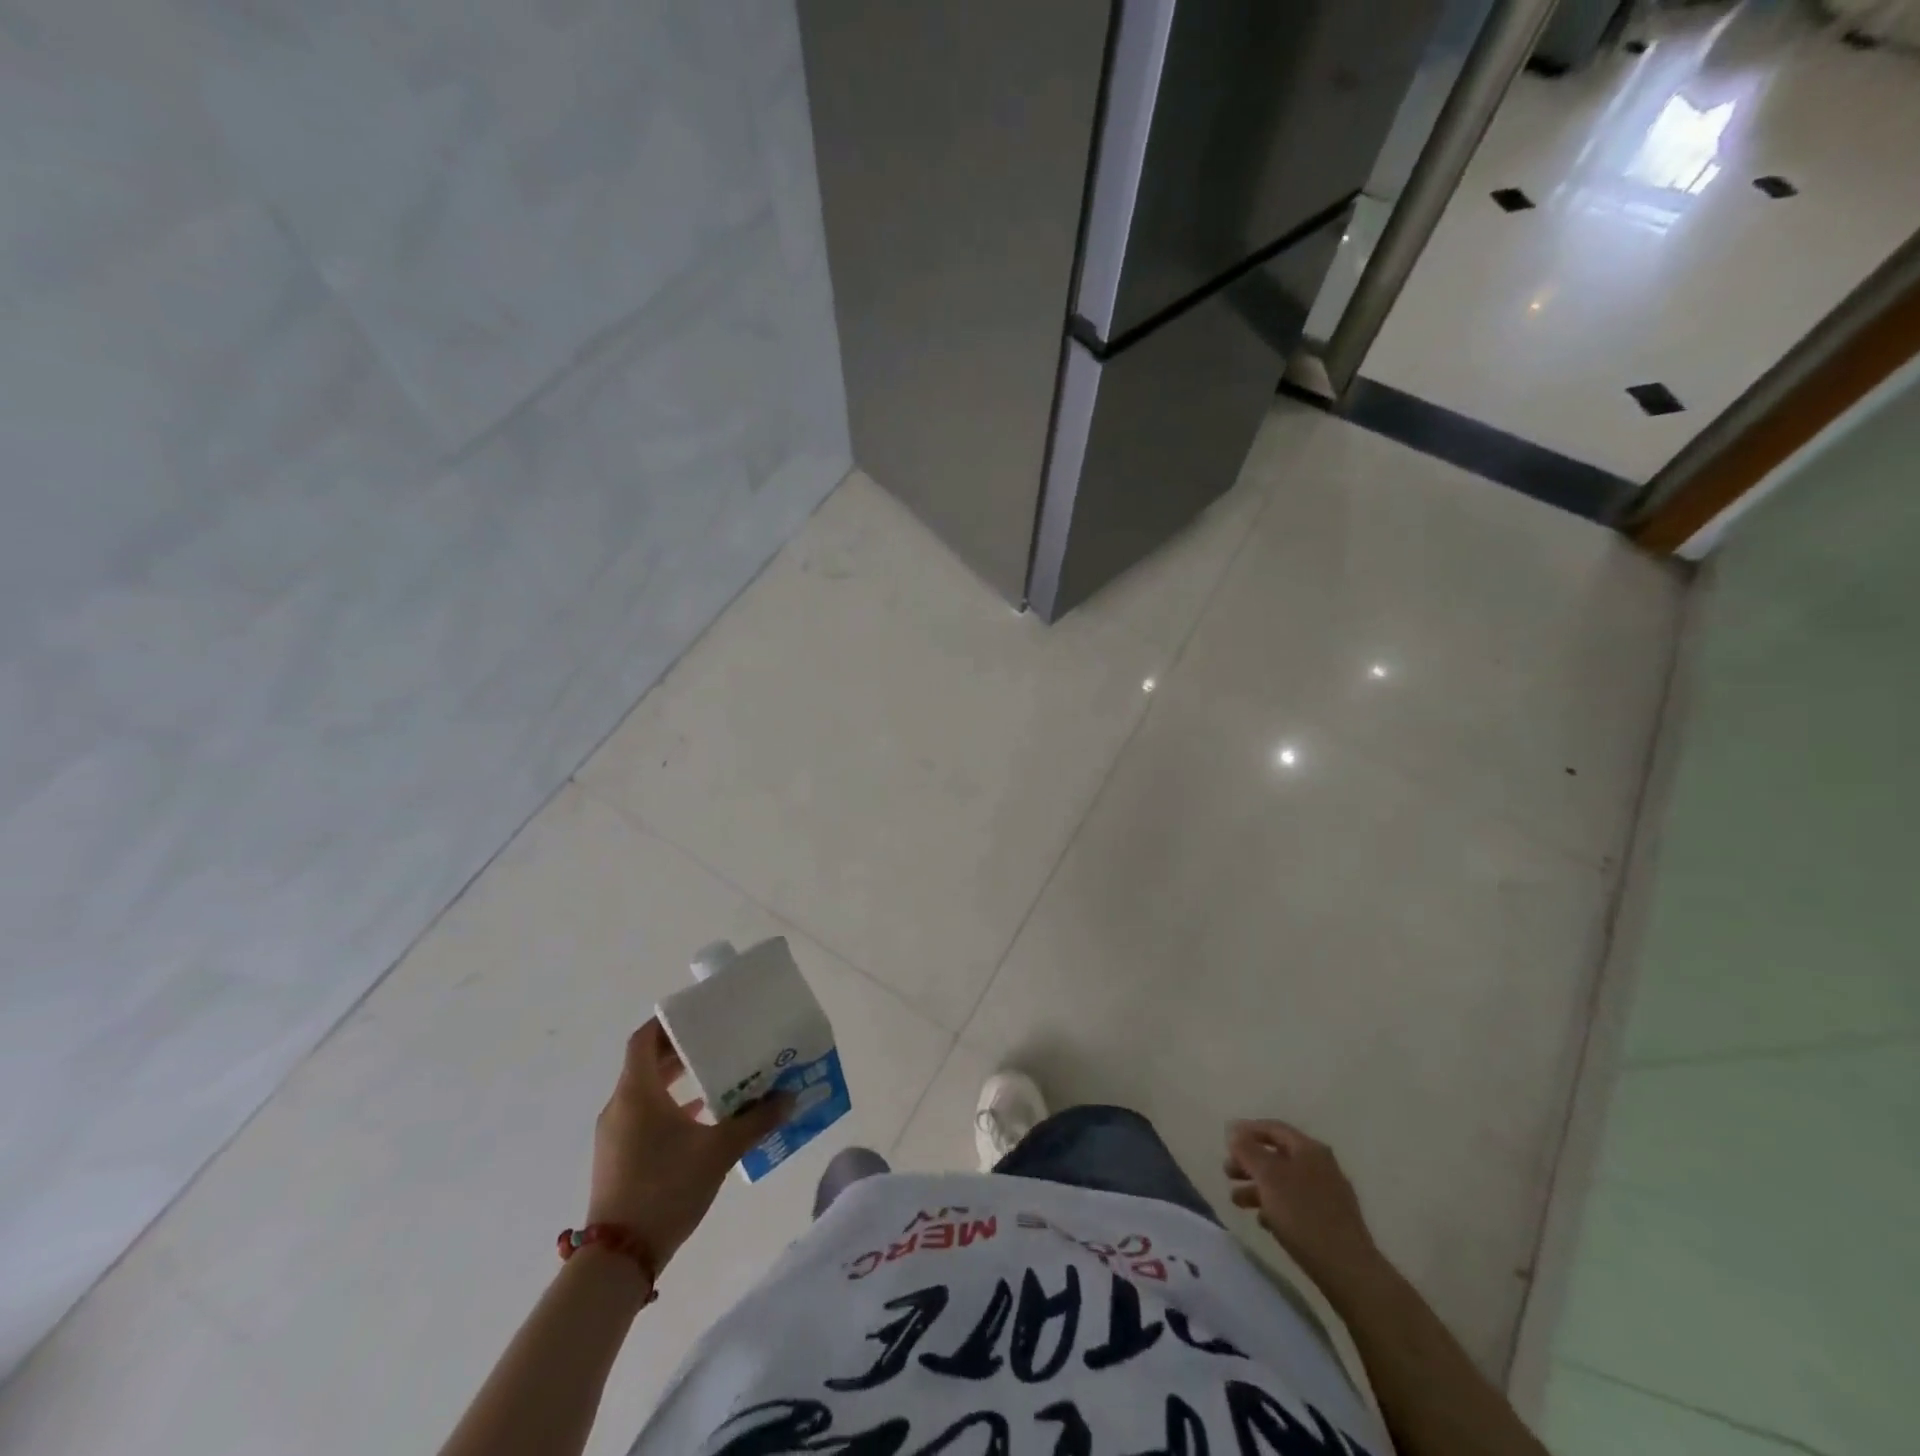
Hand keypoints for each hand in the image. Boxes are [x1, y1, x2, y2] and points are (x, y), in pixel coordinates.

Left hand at [587, 1020, 791, 1270]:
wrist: (619, 1258)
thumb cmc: (665, 1188)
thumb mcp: (718, 1151)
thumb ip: (755, 1121)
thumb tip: (789, 1097)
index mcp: (637, 1092)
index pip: (644, 1039)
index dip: (667, 1022)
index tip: (697, 1014)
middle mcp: (621, 1106)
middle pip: (646, 1063)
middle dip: (680, 1050)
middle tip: (717, 1040)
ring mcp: (615, 1134)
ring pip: (645, 1091)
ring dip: (675, 1080)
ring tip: (714, 1075)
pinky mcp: (618, 1158)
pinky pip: (643, 1116)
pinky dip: (668, 1107)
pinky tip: (700, 1118)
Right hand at [1224, 1120, 1380, 1285]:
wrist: (1349, 1271)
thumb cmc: (1303, 1215)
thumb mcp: (1268, 1177)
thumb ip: (1248, 1150)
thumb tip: (1234, 1131)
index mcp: (1309, 1149)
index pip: (1273, 1128)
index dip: (1247, 1130)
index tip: (1225, 1141)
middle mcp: (1321, 1165)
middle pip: (1277, 1155)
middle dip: (1249, 1163)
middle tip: (1227, 1173)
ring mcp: (1329, 1194)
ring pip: (1285, 1182)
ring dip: (1258, 1187)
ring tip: (1236, 1201)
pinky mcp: (1331, 1221)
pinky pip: (1296, 1204)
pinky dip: (1276, 1207)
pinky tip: (1263, 1221)